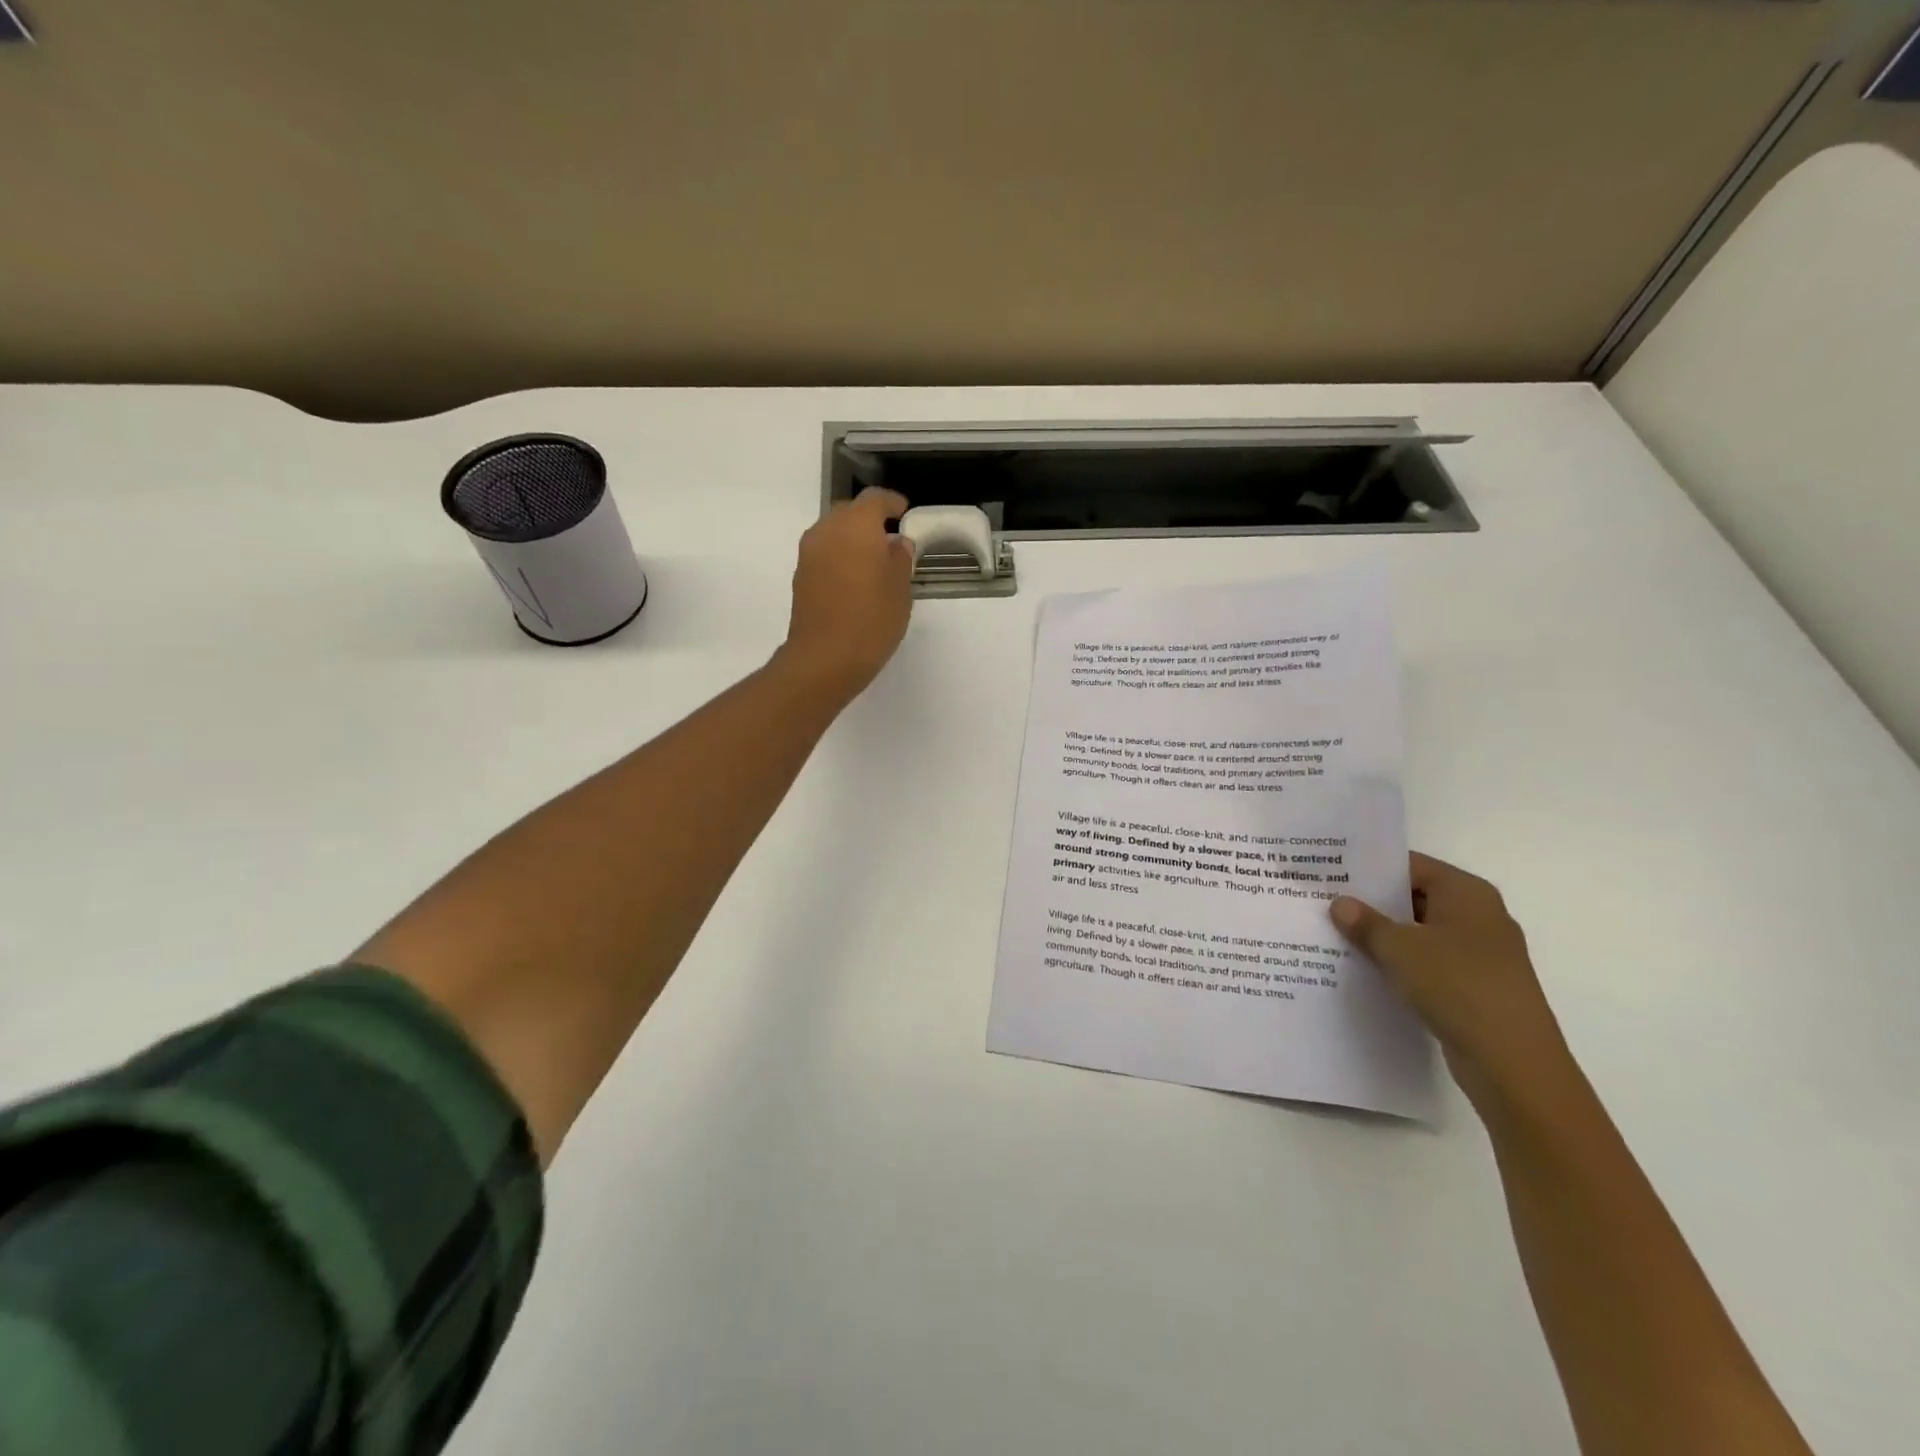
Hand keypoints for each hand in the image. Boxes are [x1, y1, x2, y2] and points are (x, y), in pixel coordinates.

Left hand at [777, 487, 915, 702]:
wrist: (825, 657)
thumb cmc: (872, 619)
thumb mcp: (900, 588)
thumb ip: (900, 558)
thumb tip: (897, 543)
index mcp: (856, 526)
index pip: (874, 499)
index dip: (892, 502)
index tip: (905, 511)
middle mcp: (827, 531)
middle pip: (849, 512)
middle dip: (869, 519)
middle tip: (890, 536)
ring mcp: (809, 554)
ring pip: (833, 533)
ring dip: (852, 539)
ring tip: (874, 560)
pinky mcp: (801, 577)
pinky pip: (824, 554)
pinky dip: (840, 557)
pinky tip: (856, 579)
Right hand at [1330, 853, 1573, 1110]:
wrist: (1513, 1063)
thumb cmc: (1457, 986)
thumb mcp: (1399, 949)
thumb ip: (1366, 923)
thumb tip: (1340, 904)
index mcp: (1467, 893)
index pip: (1410, 866)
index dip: (1370, 868)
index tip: (1330, 871)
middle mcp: (1479, 916)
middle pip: (1415, 897)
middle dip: (1372, 902)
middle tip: (1324, 901)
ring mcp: (1480, 954)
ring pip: (1420, 933)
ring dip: (1384, 936)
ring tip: (1335, 935)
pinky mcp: (1476, 987)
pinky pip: (1429, 963)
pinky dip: (1401, 964)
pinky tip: (1365, 969)